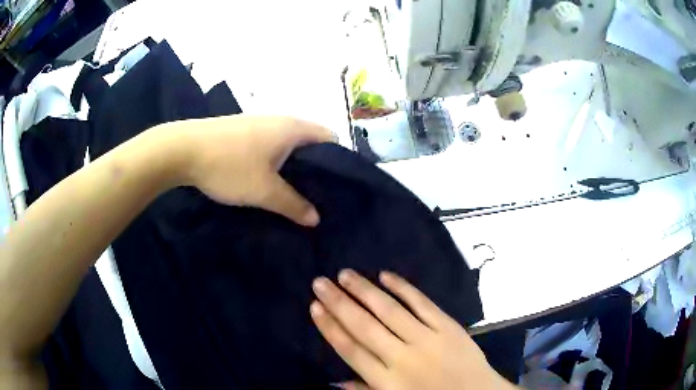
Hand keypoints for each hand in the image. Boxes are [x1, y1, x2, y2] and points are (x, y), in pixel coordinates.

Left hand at [157, 115, 333, 225]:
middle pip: (308, 142)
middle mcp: (279, 120)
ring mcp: (257, 124)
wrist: (182, 149)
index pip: (330, 138)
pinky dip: (273, 162)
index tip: (337, 186)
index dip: (338, 161)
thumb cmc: (229, 166)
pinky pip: (267, 146)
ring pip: (285, 145)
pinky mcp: (241, 131)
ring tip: (293, 192)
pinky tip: (265, 181)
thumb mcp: (264, 191)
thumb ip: (293, 205)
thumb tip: (316, 218)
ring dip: (291, 166)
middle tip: (316, 195)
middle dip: (314, 168)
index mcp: (292, 128)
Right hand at [310, 270, 516, 389]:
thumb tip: (335, 382)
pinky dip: (404, 288)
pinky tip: (386, 275)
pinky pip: (423, 304)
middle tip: (320, 282)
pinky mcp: (448, 327)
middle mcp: (402, 357)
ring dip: (365, 291)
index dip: (330, 327)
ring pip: (390, 310)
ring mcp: (427, 339)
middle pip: (364, 326)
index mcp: (386, 380)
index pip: (350, 349)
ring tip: (345, 274)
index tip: (314, 307)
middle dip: (339, 303)